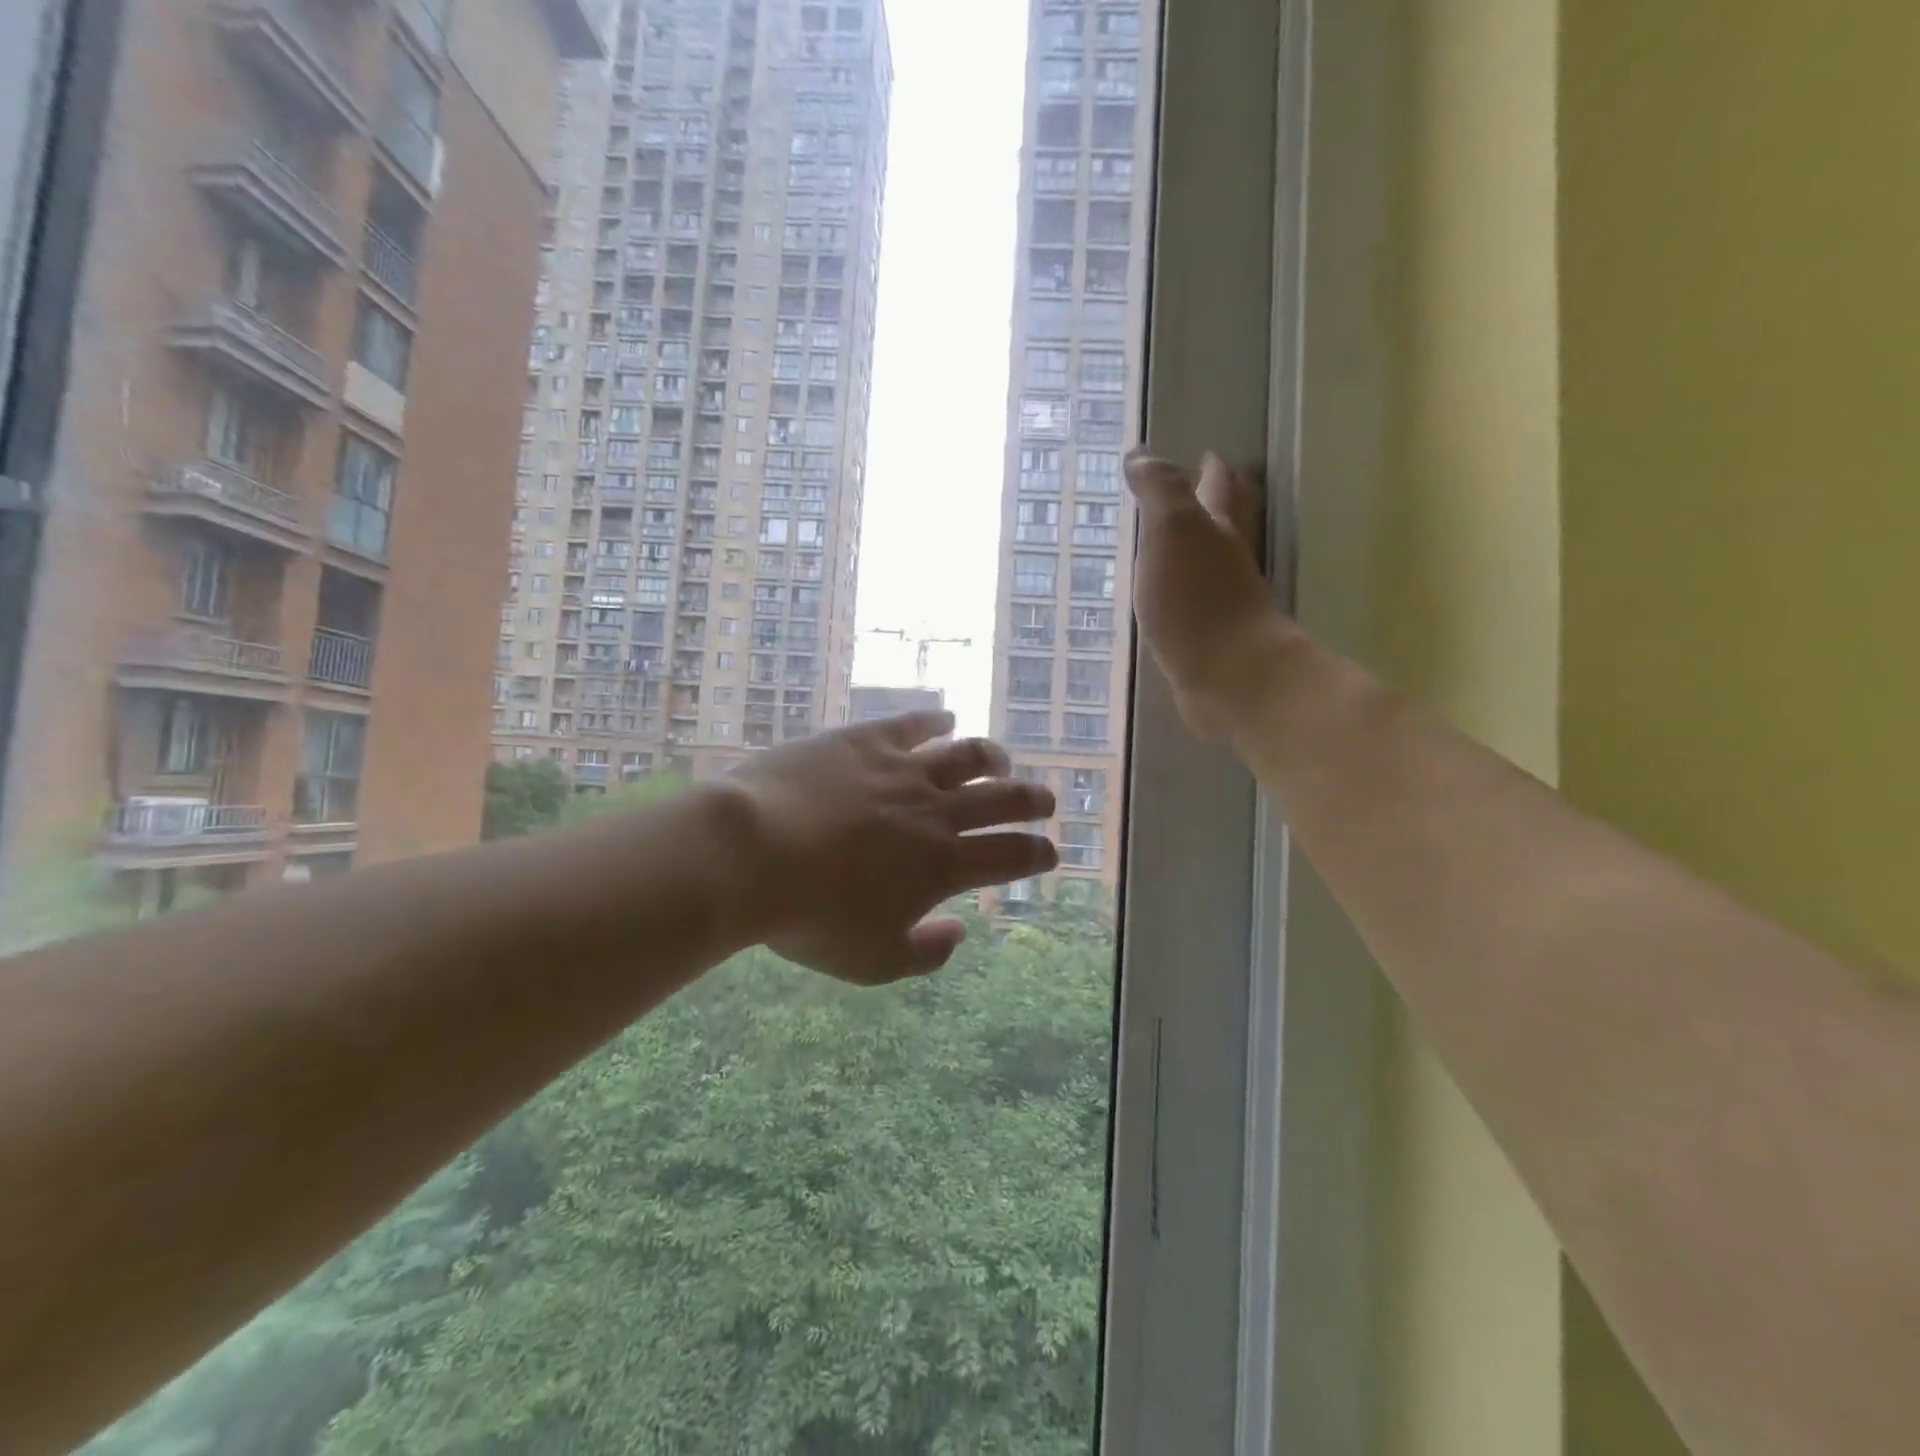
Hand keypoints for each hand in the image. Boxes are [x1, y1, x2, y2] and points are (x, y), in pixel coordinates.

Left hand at [719, 712, 1057, 984]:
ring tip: (1002, 761)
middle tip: (1045, 801)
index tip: (1049, 852)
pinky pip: (912, 724)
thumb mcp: (872, 961)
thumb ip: (926, 953)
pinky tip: (946, 718)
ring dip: (992, 758)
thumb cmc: (810, 917)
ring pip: (965, 755)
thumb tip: (958, 931)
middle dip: (1031, 800)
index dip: (1037, 854)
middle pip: (1002, 798)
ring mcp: (901, 770)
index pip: (1010, 855)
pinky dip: (935, 720)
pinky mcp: (865, 741)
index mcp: (943, 865)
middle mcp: (935, 811)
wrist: (750, 853)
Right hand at [1125, 449, 1288, 738]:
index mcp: (1220, 529)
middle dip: (1222, 502)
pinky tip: (1174, 598)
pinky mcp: (1214, 639)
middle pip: (1231, 521)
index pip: (1219, 487)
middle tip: (1209, 487)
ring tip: (1182, 541)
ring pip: (1216, 562)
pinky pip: (1199, 602)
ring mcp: (1226, 602)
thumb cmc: (1197, 599)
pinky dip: (1189, 591)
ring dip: (1204, 547)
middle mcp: (1230, 561)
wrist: (1229, 677)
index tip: (1206, 456)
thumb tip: (1141, 457)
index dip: (1212, 470)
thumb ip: (1159, 492)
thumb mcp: (1172, 531)